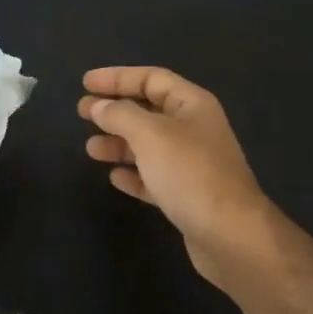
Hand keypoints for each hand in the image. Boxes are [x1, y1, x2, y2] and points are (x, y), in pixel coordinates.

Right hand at [79, 66, 278, 287]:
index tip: (85, 83)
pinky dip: (133, 174)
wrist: (230, 236)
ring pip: (148, 145)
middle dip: (114, 110)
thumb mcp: (151, 135)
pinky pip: (153, 177)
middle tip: (82, 113)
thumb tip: (99, 106)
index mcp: (192, 105)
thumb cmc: (190, 174)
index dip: (117, 77)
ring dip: (118, 143)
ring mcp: (192, 164)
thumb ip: (121, 115)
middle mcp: (194, 129)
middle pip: (148, 111)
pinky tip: (114, 178)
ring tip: (91, 149)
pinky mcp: (186, 196)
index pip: (151, 78)